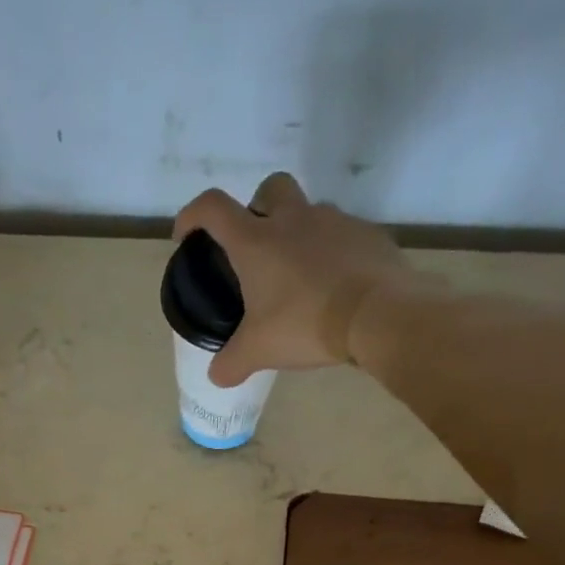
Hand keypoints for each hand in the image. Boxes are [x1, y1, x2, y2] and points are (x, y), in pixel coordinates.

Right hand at [172, 172, 418, 387]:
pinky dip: (333, 255)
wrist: (378, 315)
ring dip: (299, 235)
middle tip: (256, 247)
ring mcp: (335, 222)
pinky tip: (334, 287)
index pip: (213, 208)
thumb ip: (231, 363)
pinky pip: (343, 237)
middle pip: (270, 189)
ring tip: (299, 278)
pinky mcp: (368, 235)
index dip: (193, 216)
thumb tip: (217, 375)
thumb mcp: (257, 351)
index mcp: (256, 241)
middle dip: (258, 208)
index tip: (186, 236)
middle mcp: (294, 219)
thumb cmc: (305, 325)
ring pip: (310, 213)